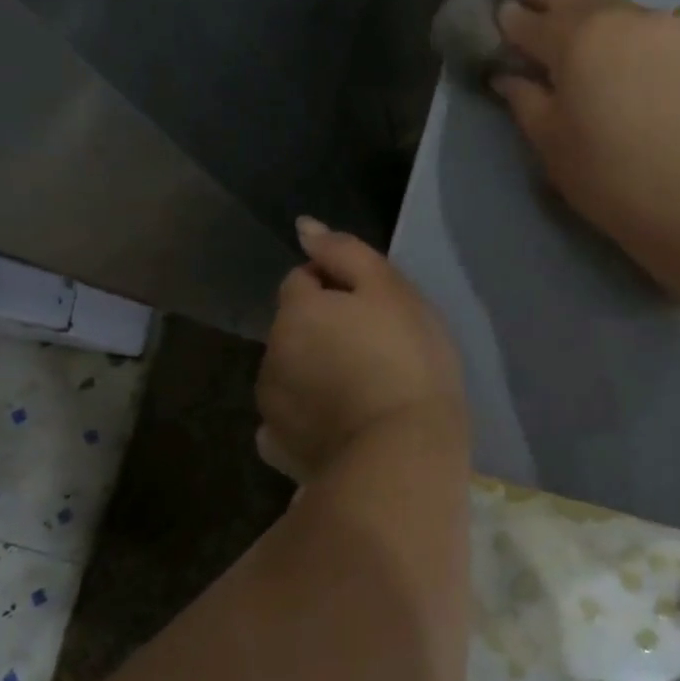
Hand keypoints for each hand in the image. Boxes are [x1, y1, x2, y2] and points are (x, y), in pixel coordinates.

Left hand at [256, 218, 466, 482]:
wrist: (405, 453)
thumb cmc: (408, 362)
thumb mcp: (390, 291)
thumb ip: (345, 253)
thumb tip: (305, 227)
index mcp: (296, 312)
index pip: (303, 279)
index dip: (338, 287)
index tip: (376, 311)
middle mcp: (271, 355)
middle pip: (294, 327)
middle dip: (323, 330)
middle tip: (375, 351)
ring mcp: (271, 406)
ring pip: (291, 372)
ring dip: (314, 371)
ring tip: (363, 392)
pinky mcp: (280, 449)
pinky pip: (288, 420)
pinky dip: (306, 417)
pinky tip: (338, 426)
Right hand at [492, 0, 679, 265]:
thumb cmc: (618, 183)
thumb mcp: (556, 150)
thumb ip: (528, 104)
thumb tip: (509, 76)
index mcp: (580, 40)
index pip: (535, 21)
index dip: (514, 18)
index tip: (504, 15)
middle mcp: (632, 19)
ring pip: (636, 17)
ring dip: (613, 25)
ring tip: (607, 47)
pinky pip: (679, 41)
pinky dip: (660, 52)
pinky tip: (665, 82)